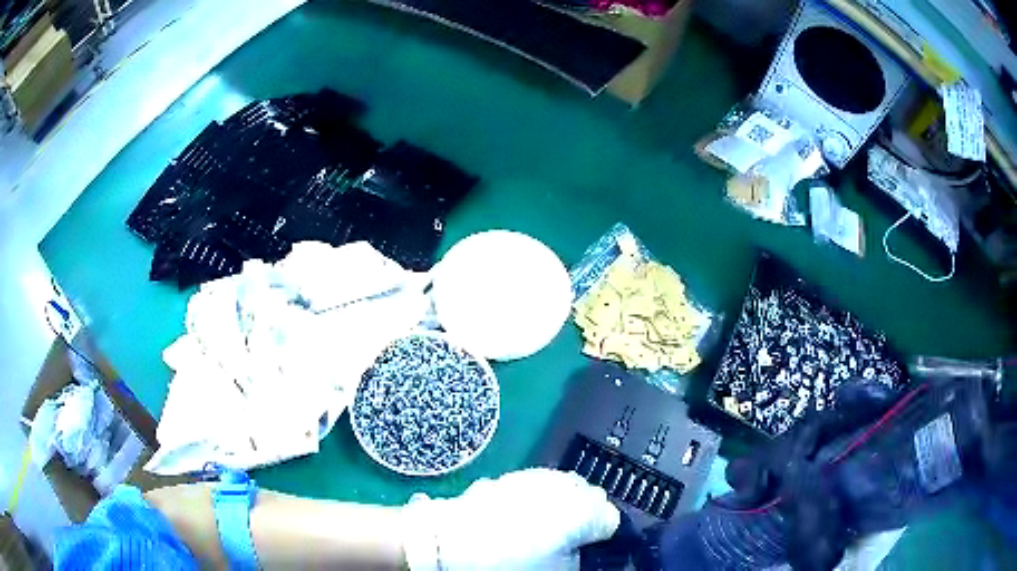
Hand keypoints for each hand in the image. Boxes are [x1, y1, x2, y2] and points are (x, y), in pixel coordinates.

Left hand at [402, 468, 619, 569]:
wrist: (448, 544)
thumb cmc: (508, 563)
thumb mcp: (556, 570)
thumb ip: (579, 556)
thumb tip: (580, 548)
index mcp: (582, 510)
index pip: (611, 517)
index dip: (603, 534)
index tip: (592, 546)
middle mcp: (563, 486)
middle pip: (590, 495)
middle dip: (585, 514)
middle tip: (568, 538)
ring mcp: (534, 477)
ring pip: (563, 486)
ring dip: (561, 503)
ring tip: (541, 527)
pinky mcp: (509, 476)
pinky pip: (536, 484)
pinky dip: (536, 498)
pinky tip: (518, 516)